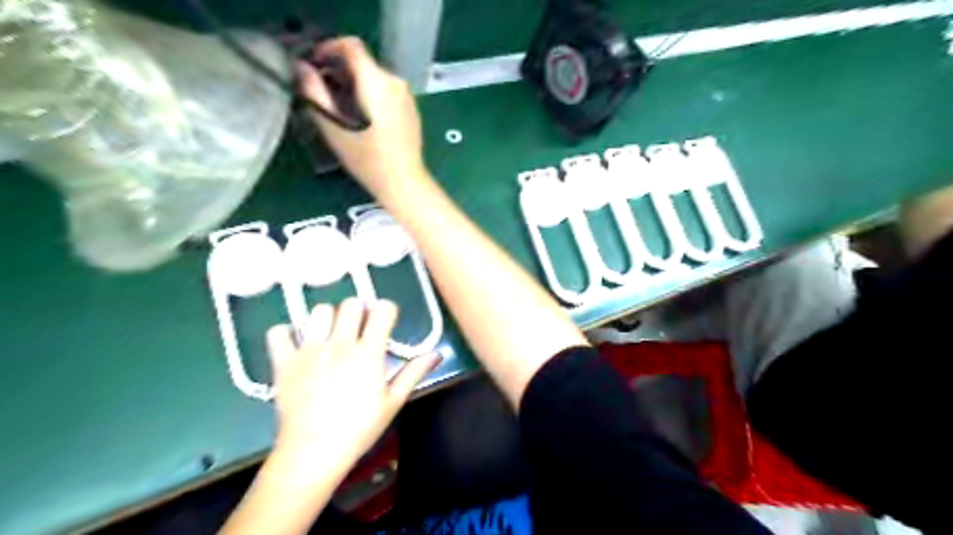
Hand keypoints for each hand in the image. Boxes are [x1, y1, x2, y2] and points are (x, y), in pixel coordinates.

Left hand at [265, 300, 440, 469]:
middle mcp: (340, 343)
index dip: (387, 311)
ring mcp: (310, 350)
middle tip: (358, 329)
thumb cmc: (359, 428)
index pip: (382, 310)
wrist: (313, 452)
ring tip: (329, 336)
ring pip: (319, 310)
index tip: (385, 323)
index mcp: (369, 352)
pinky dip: (287, 333)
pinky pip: (279, 331)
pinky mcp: (284, 361)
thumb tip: (437, 353)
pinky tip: (296, 344)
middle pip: (351, 303)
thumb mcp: (393, 402)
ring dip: (328, 319)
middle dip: (358, 311)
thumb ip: (414, 373)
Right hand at [299, 38, 429, 197]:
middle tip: (322, 92)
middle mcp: (395, 82)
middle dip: (340, 71)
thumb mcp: (334, 127)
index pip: (351, 45)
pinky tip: (363, 119)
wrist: (403, 182)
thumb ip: (315, 93)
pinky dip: (371, 96)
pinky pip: (388, 92)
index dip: (329, 48)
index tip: (314, 64)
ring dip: (355, 85)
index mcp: (376, 81)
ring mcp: (407, 96)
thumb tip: (302, 68)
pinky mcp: (412, 109)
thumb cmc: (367, 158)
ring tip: (340, 108)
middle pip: (363, 64)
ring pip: (375, 78)